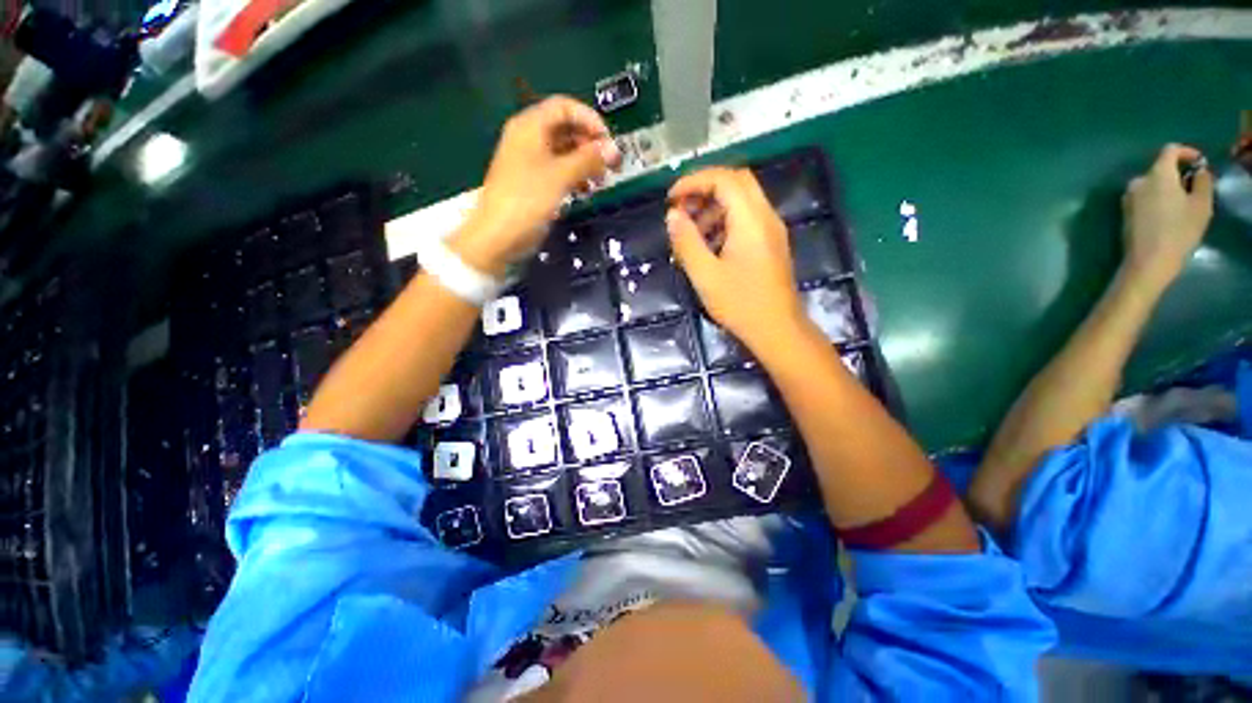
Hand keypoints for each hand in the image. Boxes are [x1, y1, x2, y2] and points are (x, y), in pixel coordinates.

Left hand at [452, 96, 621, 275]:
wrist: (499, 236)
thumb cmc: (528, 200)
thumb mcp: (560, 176)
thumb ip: (588, 159)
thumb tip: (613, 149)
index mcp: (530, 126)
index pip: (565, 107)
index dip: (590, 120)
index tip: (609, 142)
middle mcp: (529, 138)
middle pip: (565, 129)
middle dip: (590, 144)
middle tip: (611, 164)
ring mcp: (529, 161)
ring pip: (563, 151)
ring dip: (585, 162)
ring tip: (602, 180)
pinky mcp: (532, 182)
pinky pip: (558, 170)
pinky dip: (574, 176)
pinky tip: (586, 190)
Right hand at [666, 167, 804, 350]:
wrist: (778, 329)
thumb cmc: (740, 304)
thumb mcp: (705, 275)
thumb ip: (686, 242)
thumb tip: (672, 215)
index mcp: (751, 220)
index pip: (724, 179)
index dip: (694, 181)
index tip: (671, 198)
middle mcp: (765, 216)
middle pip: (736, 182)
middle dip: (704, 189)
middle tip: (680, 208)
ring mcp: (771, 230)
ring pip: (742, 200)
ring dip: (713, 207)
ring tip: (691, 232)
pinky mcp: (770, 243)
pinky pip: (746, 219)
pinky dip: (724, 221)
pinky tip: (709, 246)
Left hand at [1121, 143, 1213, 286]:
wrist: (1148, 261)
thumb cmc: (1179, 231)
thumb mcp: (1201, 204)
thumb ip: (1202, 180)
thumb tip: (1199, 170)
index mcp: (1156, 174)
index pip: (1170, 151)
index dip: (1187, 152)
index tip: (1199, 162)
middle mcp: (1138, 181)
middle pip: (1161, 168)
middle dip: (1179, 174)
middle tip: (1195, 189)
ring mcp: (1128, 198)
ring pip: (1153, 184)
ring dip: (1168, 188)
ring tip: (1183, 205)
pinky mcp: (1125, 212)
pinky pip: (1145, 197)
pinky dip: (1158, 199)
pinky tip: (1168, 215)